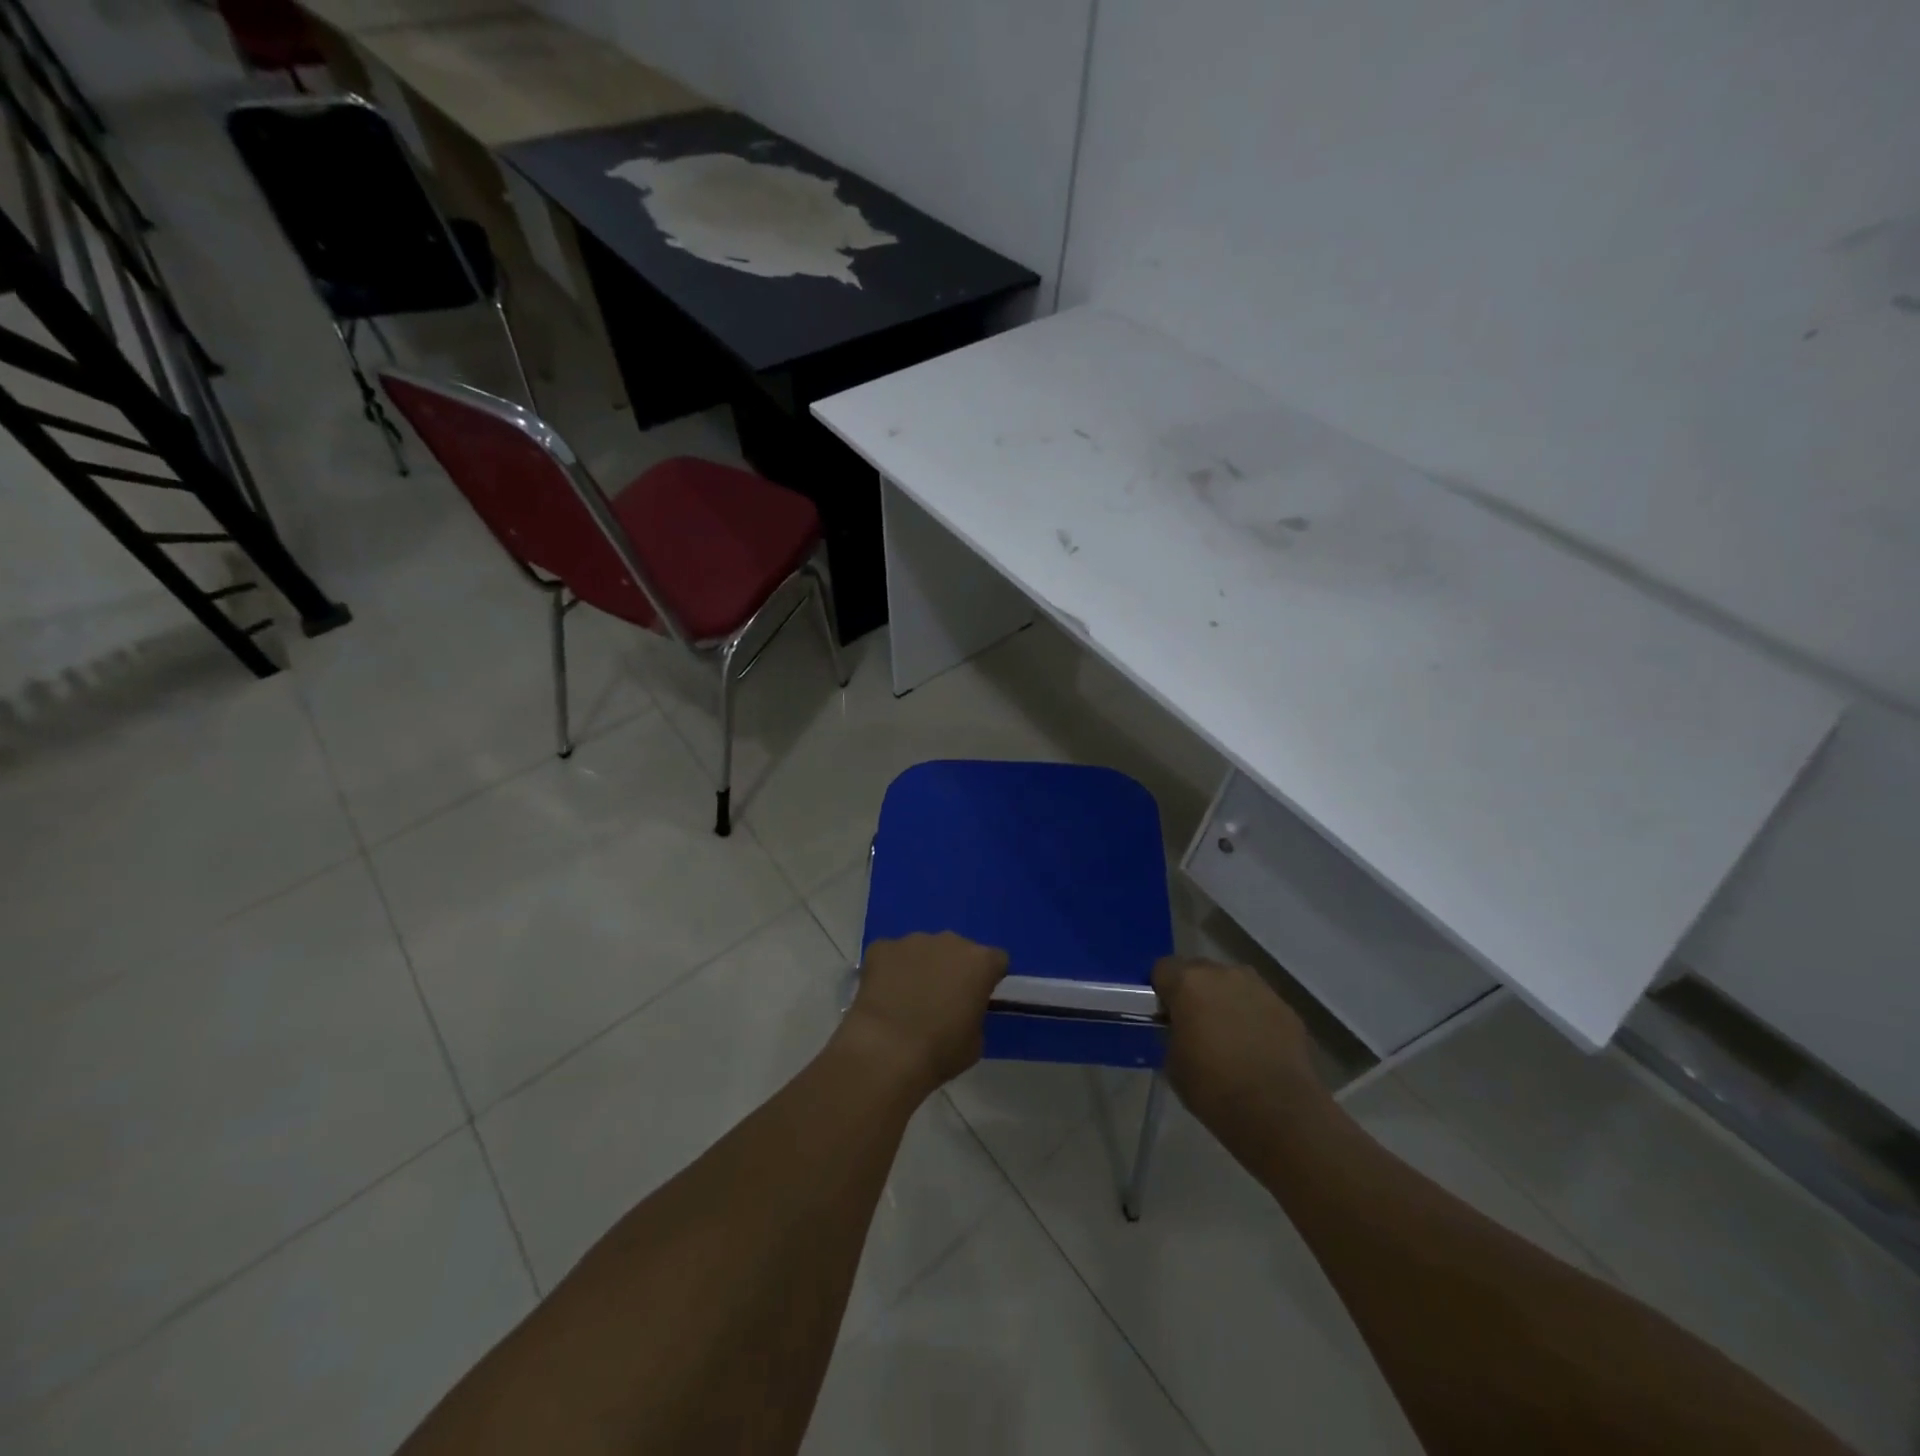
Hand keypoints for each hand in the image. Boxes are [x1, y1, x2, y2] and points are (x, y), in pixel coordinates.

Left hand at [841, 933, 1008, 1094]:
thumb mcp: (975, 1042)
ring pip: (923, 949)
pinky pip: (890, 954)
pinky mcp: (882, 947)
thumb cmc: (939, 1051)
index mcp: (980, 962)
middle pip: (958, 950)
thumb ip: (974, 1014)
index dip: (988, 979)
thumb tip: (962, 1010)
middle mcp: (950, 941)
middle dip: (952, 969)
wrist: (886, 1051)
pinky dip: (890, 969)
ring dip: (921, 967)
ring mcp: (913, 940)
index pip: (995, 961)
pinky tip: (882, 995)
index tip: (978, 998)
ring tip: (906, 998)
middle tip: (940, 999)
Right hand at [1153, 956, 1322, 1128]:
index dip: (1161, 992)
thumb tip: (1180, 1029)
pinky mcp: (1286, 1008)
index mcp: (1188, 982)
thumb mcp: (1172, 1061)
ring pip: (1232, 985)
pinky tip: (1256, 1048)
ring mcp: (1259, 988)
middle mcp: (1223, 973)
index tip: (1165, 1017)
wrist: (1277, 1113)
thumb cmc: (1213, 1087)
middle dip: (1194, 992)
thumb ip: (1172, 1032)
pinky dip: (1253, 1017)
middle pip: (1199, 971)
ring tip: (1229, 1037)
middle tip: (1195, 1026)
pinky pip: (1259, 1004)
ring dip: (1225, 1001)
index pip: (1162, 969)